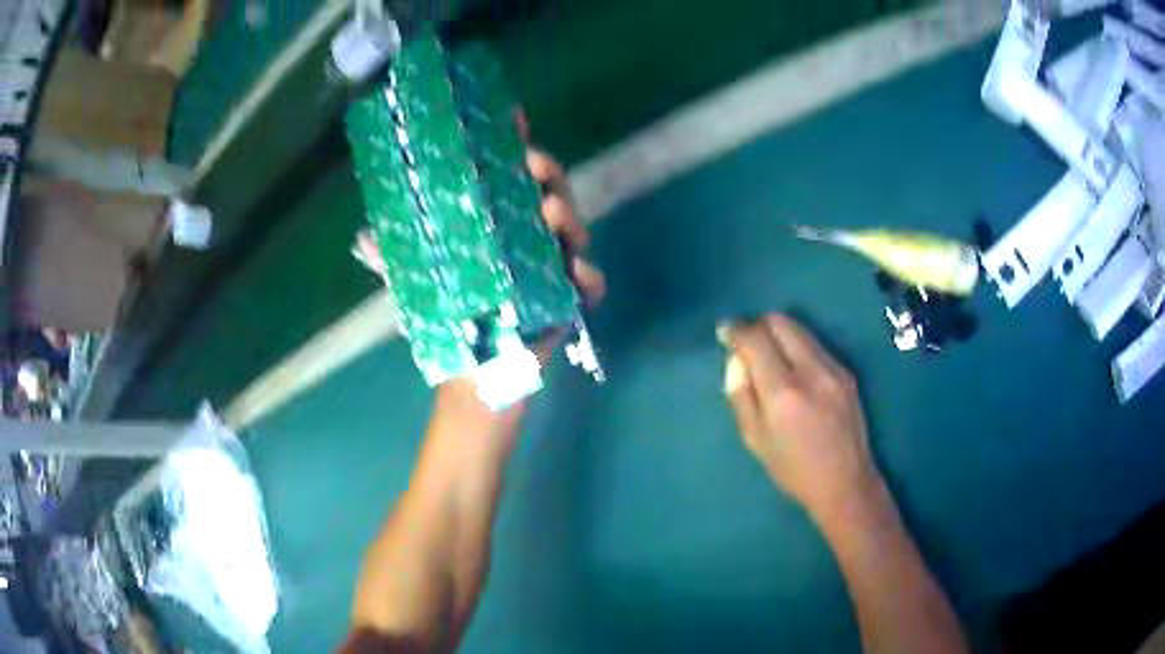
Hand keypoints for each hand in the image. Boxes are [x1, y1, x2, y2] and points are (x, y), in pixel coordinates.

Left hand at [353, 114, 605, 324]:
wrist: (473, 366)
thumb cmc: (448, 314)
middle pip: (547, 188)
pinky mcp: (567, 295)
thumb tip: (362, 238)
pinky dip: (588, 278)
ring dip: (568, 216)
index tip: (512, 117)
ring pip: (571, 226)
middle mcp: (526, 231)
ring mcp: (551, 261)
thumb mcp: (416, 280)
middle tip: (533, 167)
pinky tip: (580, 277)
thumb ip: (392, 258)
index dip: (511, 140)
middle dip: (546, 171)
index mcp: (494, 219)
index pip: (505, 170)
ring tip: (552, 214)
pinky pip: (587, 282)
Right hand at [720, 314, 883, 523]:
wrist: (845, 482)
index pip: (755, 339)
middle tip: (748, 345)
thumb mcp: (755, 439)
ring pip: (799, 329)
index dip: (735, 330)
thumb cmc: (793, 469)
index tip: (725, 331)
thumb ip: (741, 395)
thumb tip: (736, 361)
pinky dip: (798, 349)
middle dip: (758, 326)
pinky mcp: (846, 372)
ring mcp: (833, 368)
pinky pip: (815, 345)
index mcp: (783, 392)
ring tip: (771, 359)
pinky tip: (795, 373)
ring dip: (779, 335)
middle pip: (779, 322)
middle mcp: (811, 370)